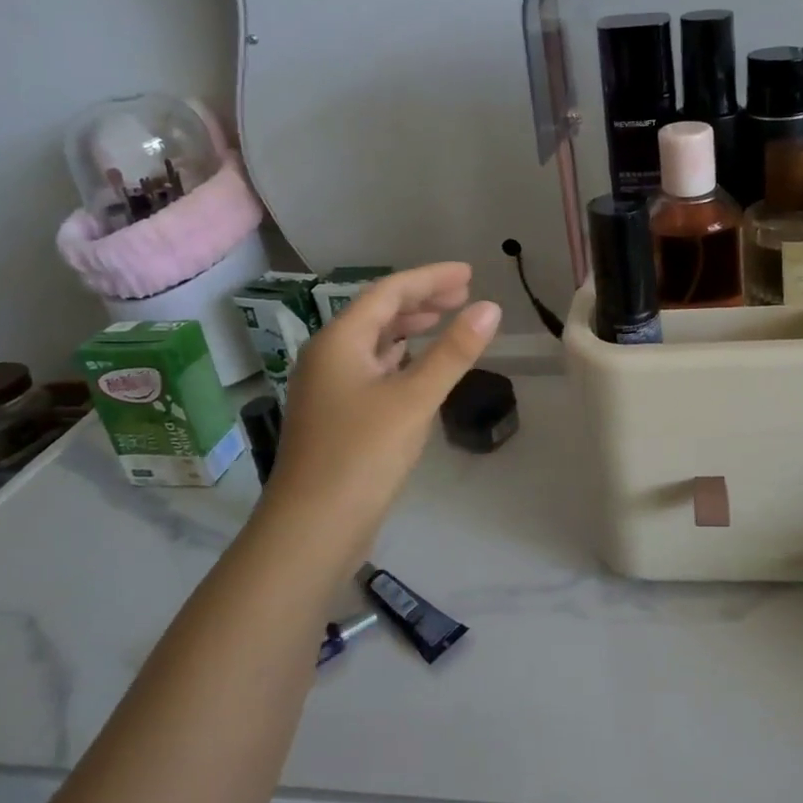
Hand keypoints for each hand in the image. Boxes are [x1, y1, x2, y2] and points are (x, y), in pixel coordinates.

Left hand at [263, 264, 499, 564]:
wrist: (311, 529)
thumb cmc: (362, 455)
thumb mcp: (414, 398)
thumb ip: (453, 352)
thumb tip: (490, 307)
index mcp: (340, 341)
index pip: (389, 292)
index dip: (430, 278)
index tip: (469, 273)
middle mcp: (328, 356)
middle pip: (378, 312)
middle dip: (421, 299)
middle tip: (464, 295)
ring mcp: (329, 387)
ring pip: (373, 341)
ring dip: (409, 326)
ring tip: (444, 319)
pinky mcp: (336, 415)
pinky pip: (371, 367)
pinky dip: (399, 356)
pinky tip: (416, 364)